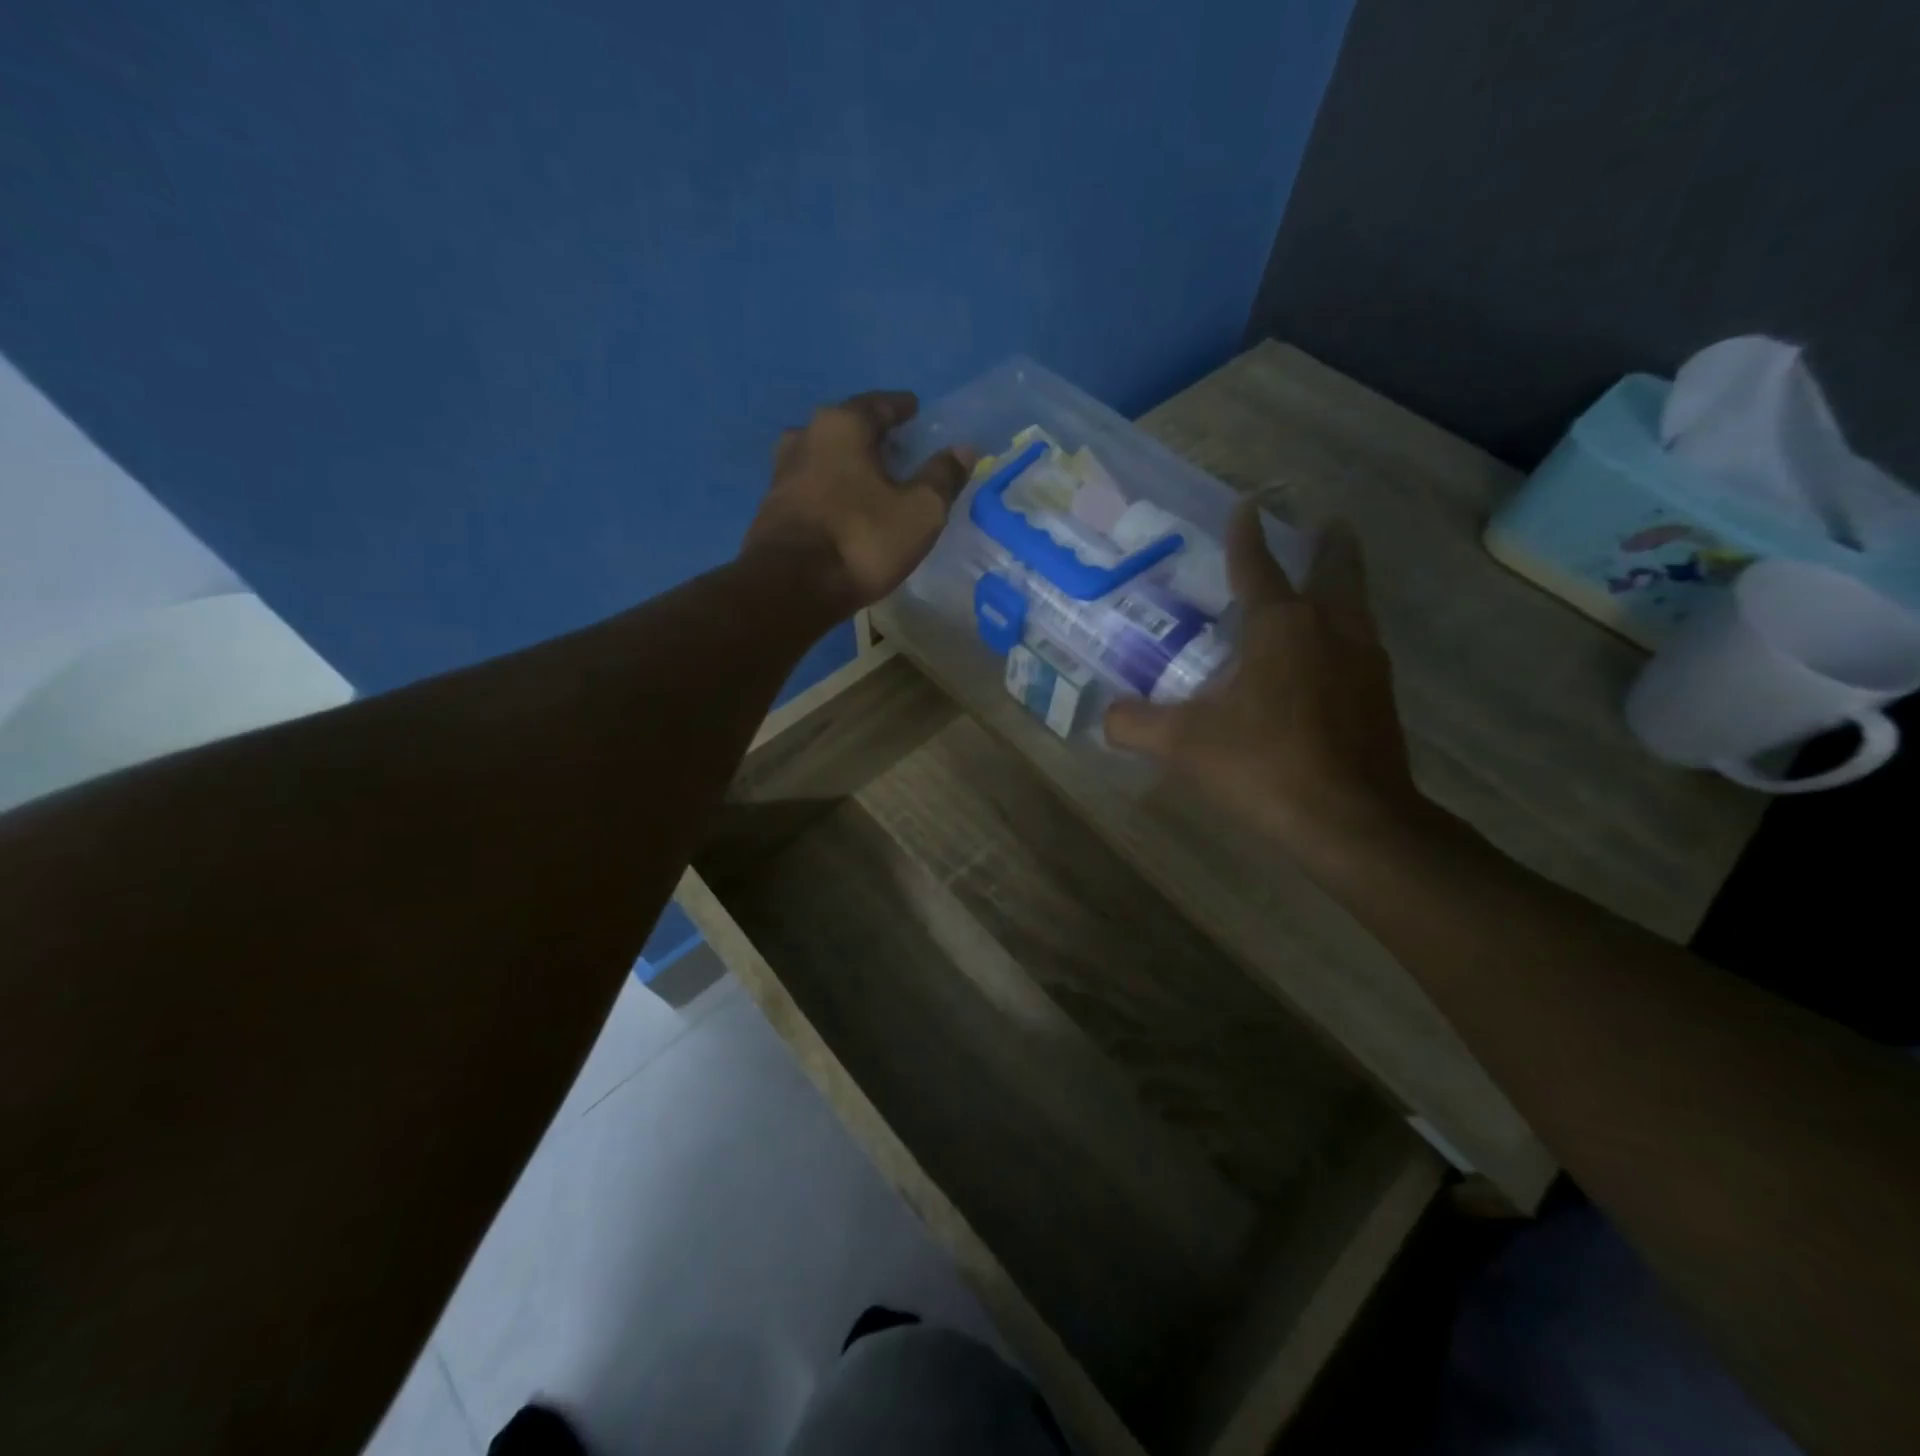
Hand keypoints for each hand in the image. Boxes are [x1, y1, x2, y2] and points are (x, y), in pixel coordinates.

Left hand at [743, 390, 975, 615]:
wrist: (791, 587)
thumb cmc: (862, 540)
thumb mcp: (920, 511)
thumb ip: (942, 477)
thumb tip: (963, 449)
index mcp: (843, 425)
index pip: (879, 404)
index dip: (901, 408)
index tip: (915, 410)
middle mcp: (806, 437)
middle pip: (846, 427)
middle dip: (871, 435)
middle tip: (896, 448)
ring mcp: (782, 472)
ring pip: (823, 456)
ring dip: (846, 463)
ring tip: (869, 479)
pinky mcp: (771, 508)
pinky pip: (810, 486)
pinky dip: (829, 489)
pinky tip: (843, 507)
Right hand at [1104, 501, 1427, 865]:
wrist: (1353, 820)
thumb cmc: (1265, 765)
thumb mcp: (1184, 744)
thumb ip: (1136, 724)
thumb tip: (1107, 716)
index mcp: (1281, 626)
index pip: (1258, 567)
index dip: (1246, 536)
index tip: (1247, 506)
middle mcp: (1330, 629)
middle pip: (1335, 569)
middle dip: (1327, 544)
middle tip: (1324, 522)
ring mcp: (1365, 660)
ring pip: (1356, 604)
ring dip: (1342, 583)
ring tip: (1329, 579)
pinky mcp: (1381, 695)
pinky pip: (1361, 642)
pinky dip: (1346, 629)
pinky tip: (1330, 654)